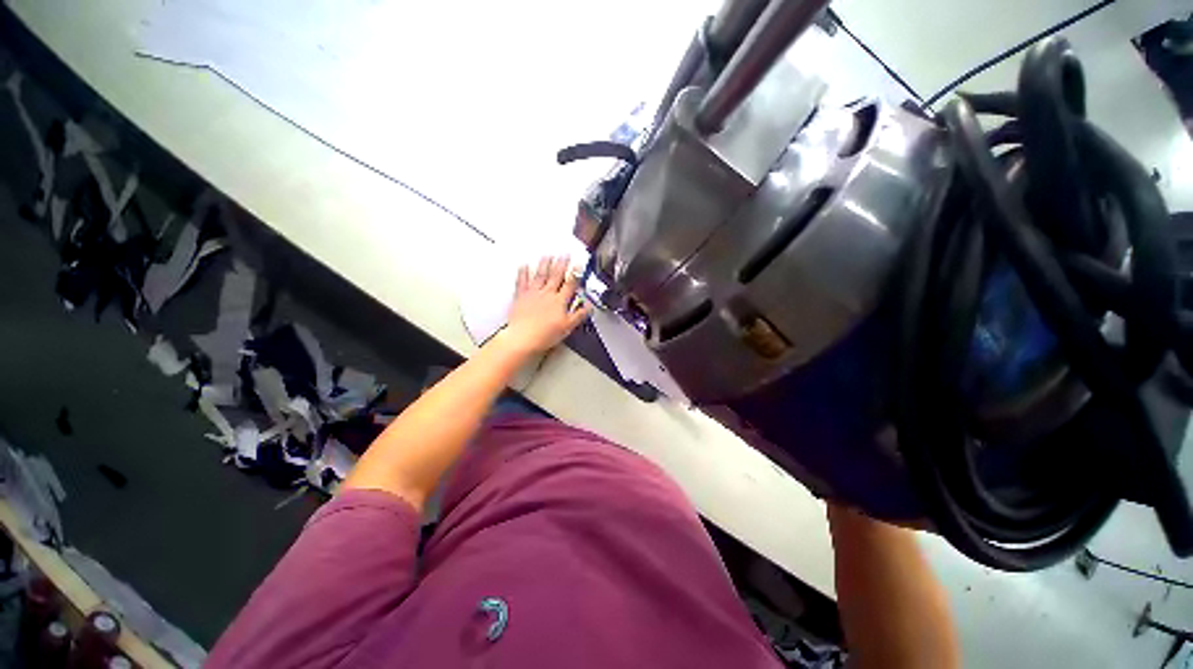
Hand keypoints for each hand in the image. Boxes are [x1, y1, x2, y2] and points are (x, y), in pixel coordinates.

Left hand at [498, 255, 591, 355]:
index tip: (579, 264)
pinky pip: (522, 281)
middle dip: (562, 264)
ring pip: (540, 275)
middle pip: (556, 276)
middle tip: (565, 254)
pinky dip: (523, 272)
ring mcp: (533, 293)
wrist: (523, 338)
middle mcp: (547, 294)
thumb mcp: (568, 327)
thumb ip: (579, 314)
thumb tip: (589, 306)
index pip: (570, 284)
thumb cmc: (545, 334)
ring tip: (548, 255)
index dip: (576, 273)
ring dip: (545, 264)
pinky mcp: (521, 297)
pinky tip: (524, 265)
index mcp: (560, 301)